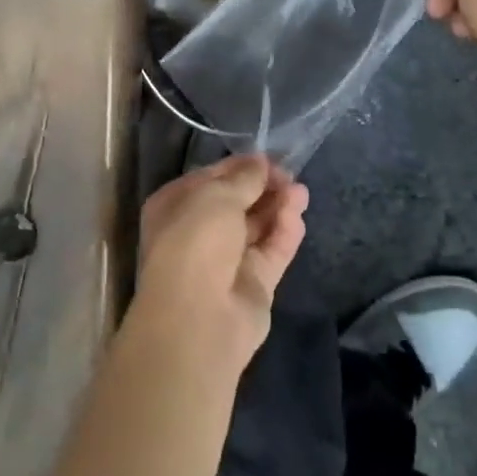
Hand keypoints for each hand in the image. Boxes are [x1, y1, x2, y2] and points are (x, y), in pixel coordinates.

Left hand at [133, 155, 308, 373]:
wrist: (198, 317)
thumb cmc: (195, 240)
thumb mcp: (218, 195)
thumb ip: (244, 177)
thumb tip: (260, 162)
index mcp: (176, 206)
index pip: (212, 178)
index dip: (241, 167)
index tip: (270, 158)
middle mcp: (198, 232)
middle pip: (237, 202)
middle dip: (264, 187)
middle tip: (290, 174)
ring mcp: (226, 260)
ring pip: (257, 226)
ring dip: (278, 207)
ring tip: (301, 191)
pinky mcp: (253, 284)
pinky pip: (271, 251)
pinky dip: (285, 232)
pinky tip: (297, 215)